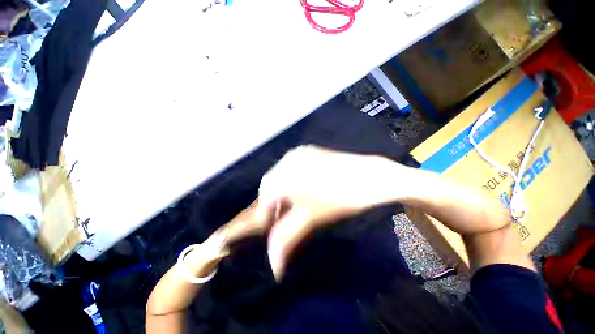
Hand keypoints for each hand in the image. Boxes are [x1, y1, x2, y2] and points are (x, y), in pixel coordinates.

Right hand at [257, 145, 396, 278]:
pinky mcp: (308, 150)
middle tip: (281, 218)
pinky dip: (289, 179)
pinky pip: (290, 166)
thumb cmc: (339, 199)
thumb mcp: (311, 219)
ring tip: (291, 204)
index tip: (270, 227)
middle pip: (270, 184)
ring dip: (280, 190)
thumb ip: (287, 239)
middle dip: (272, 202)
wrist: (369, 176)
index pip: (263, 196)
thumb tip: (274, 266)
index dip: (265, 214)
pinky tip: (300, 188)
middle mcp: (287, 160)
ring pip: (279, 174)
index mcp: (285, 175)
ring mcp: (299, 153)